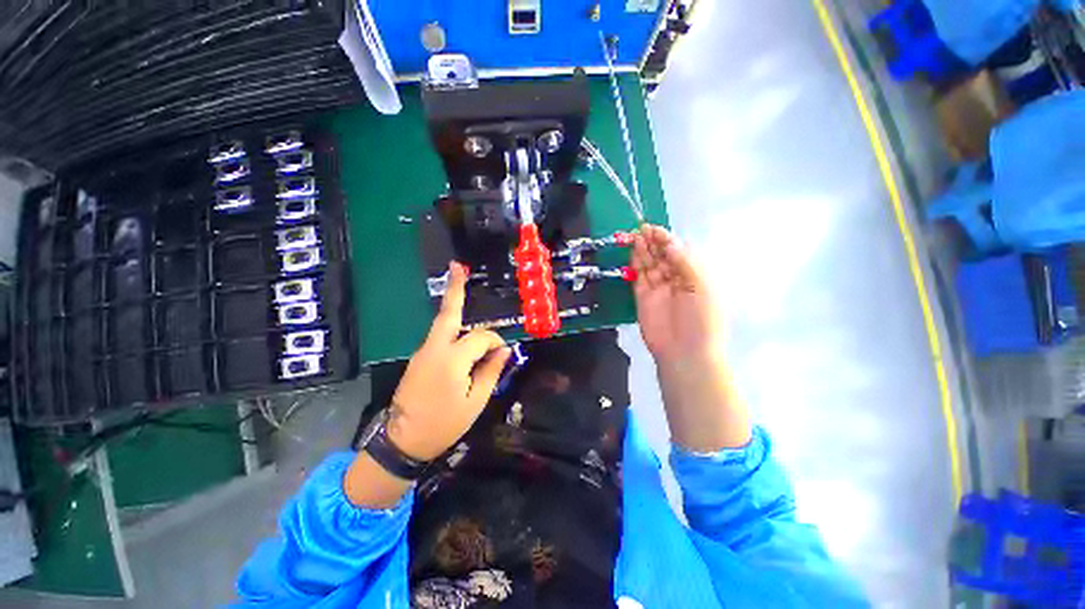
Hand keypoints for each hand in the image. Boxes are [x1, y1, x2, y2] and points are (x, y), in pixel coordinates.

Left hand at [388, 262, 510, 461]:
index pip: (482, 337)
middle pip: (448, 313)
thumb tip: (504, 350)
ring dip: (457, 310)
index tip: (503, 354)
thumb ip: (491, 370)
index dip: (496, 342)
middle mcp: (435, 348)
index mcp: (452, 359)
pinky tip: (464, 337)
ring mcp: (424, 351)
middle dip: (455, 288)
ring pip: (445, 324)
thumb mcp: (476, 401)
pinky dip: (454, 330)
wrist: (403, 441)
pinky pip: (441, 337)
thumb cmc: (445, 423)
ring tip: (462, 287)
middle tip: (457, 266)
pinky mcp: (420, 357)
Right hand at [631, 225, 722, 364]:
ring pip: (649, 264)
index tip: (653, 229)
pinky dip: (635, 265)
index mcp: (694, 275)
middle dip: (652, 242)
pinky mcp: (642, 297)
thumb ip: (685, 263)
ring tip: (634, 236)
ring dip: (642, 250)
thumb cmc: (701, 319)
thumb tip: (670, 244)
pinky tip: (633, 254)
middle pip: (662, 255)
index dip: (666, 239)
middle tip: (640, 229)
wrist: (685, 352)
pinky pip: (638, 277)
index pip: (678, 251)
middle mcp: (675, 279)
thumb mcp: (701, 287)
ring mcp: (657, 288)